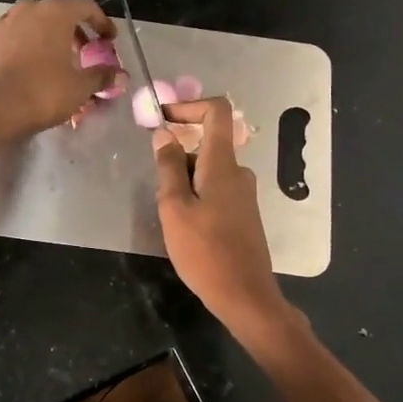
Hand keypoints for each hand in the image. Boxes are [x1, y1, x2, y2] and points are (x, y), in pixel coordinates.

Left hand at [0, 0, 117, 138]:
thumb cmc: (43, 93)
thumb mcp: (80, 87)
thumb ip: (101, 76)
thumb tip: (120, 74)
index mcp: (56, 13)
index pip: (86, 5)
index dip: (101, 21)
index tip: (108, 40)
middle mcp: (28, 9)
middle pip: (57, 11)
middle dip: (71, 29)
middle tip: (81, 52)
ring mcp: (1, 22)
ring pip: (25, 18)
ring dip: (39, 31)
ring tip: (47, 52)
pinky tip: (2, 44)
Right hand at [152, 98, 287, 333]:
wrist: (244, 295)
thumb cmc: (204, 251)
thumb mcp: (175, 207)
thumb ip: (169, 167)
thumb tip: (164, 133)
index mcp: (223, 164)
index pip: (217, 112)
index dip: (189, 106)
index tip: (163, 119)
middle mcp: (239, 172)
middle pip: (208, 144)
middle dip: (178, 156)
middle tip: (158, 189)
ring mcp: (244, 193)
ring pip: (209, 170)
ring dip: (185, 180)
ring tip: (170, 215)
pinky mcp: (244, 213)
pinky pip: (217, 189)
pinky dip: (197, 195)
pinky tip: (186, 227)